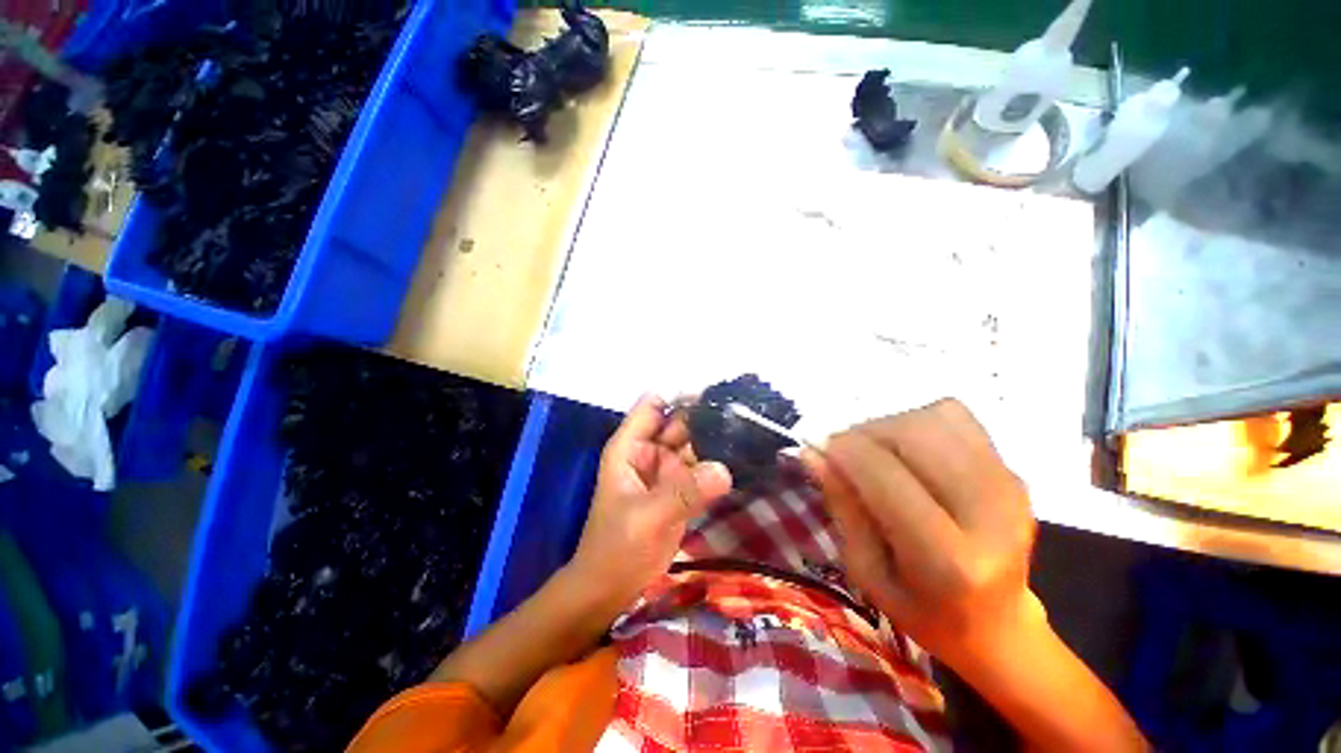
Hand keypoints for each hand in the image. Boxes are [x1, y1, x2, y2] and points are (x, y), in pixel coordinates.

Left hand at [567, 394, 732, 615]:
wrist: (611, 589)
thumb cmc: (616, 548)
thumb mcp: (646, 518)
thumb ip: (684, 492)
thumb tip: (724, 469)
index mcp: (631, 446)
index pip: (653, 405)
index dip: (679, 396)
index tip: (714, 396)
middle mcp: (650, 452)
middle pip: (680, 422)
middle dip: (707, 416)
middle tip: (745, 411)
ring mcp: (667, 471)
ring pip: (694, 445)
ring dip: (717, 439)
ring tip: (750, 428)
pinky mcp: (681, 490)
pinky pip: (701, 469)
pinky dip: (717, 464)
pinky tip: (743, 456)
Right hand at [803, 399, 1042, 670]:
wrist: (999, 624)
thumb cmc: (922, 610)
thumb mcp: (866, 571)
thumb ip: (842, 506)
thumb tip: (812, 452)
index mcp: (949, 560)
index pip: (883, 473)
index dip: (842, 451)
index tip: (819, 449)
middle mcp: (989, 514)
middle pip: (910, 434)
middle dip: (863, 434)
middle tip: (844, 454)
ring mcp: (1008, 486)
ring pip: (930, 418)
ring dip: (888, 427)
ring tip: (876, 453)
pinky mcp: (1012, 470)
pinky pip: (954, 418)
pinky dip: (918, 423)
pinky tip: (910, 452)